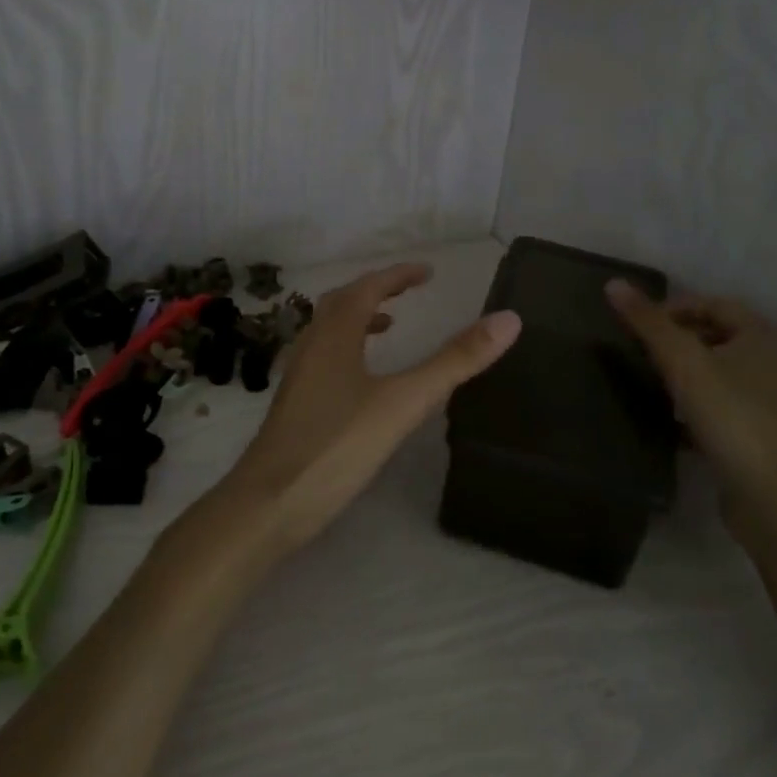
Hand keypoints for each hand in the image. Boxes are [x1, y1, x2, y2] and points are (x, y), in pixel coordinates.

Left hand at [220, 263, 521, 552]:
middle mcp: (311, 346)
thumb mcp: (404, 402)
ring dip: (358, 319)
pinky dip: (347, 351)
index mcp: (335, 335)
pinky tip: (361, 383)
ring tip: (388, 328)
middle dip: (376, 291)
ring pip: (328, 331)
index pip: (367, 288)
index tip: (427, 272)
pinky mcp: (294, 405)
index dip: (398, 276)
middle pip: (342, 303)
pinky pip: (323, 359)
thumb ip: (454, 361)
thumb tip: (508, 319)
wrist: (268, 504)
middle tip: (408, 292)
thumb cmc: (337, 446)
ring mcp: (298, 377)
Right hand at [605, 281, 776, 520]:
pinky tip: (662, 419)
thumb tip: (613, 283)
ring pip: (713, 374)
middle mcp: (767, 363)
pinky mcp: (751, 436)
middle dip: (675, 340)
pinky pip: (714, 409)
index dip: (675, 307)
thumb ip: (647, 322)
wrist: (769, 496)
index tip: (638, 325)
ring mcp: (762, 402)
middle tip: (637, 350)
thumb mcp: (682, 360)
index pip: (713, 304)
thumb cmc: (730, 414)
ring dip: (680, 374)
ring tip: (645, 381)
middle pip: (713, 337)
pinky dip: (688, 407)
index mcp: (759, 336)